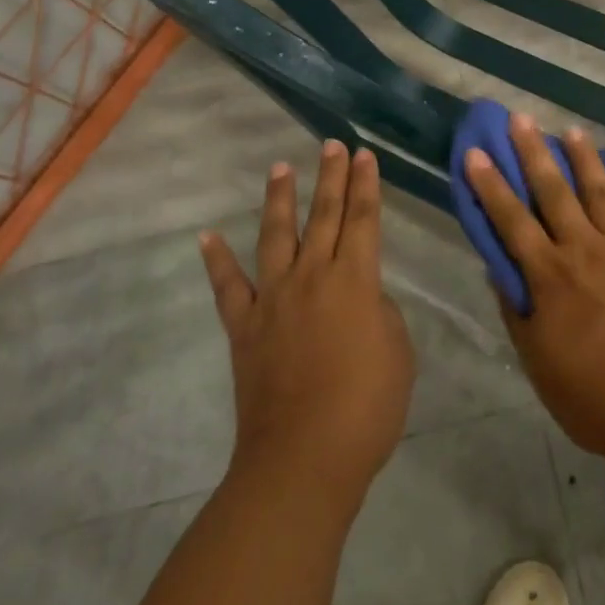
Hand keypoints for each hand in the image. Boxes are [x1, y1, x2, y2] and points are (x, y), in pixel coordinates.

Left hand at [200, 142, 415, 505]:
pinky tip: (206, 237)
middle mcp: (313, 276)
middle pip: (324, 215)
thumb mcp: (398, 352)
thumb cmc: (365, 408)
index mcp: (355, 280)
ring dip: (280, 199)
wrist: (303, 460)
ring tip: (280, 167)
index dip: (366, 185)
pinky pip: (228, 287)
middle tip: (332, 144)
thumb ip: (380, 312)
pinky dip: (216, 261)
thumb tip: (360, 298)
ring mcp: (273, 299)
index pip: (364, 219)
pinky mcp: (244, 327)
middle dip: (331, 176)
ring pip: (276, 235)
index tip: (365, 155)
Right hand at [464, 115, 604, 464]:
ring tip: (572, 131)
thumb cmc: (595, 397)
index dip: (491, 185)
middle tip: (521, 118)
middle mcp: (585, 250)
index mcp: (551, 276)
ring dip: (585, 160)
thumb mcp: (539, 364)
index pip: (511, 220)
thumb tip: (498, 270)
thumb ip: (517, 312)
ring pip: (601, 194)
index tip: (476, 152)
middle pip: (554, 192)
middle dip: (534, 153)